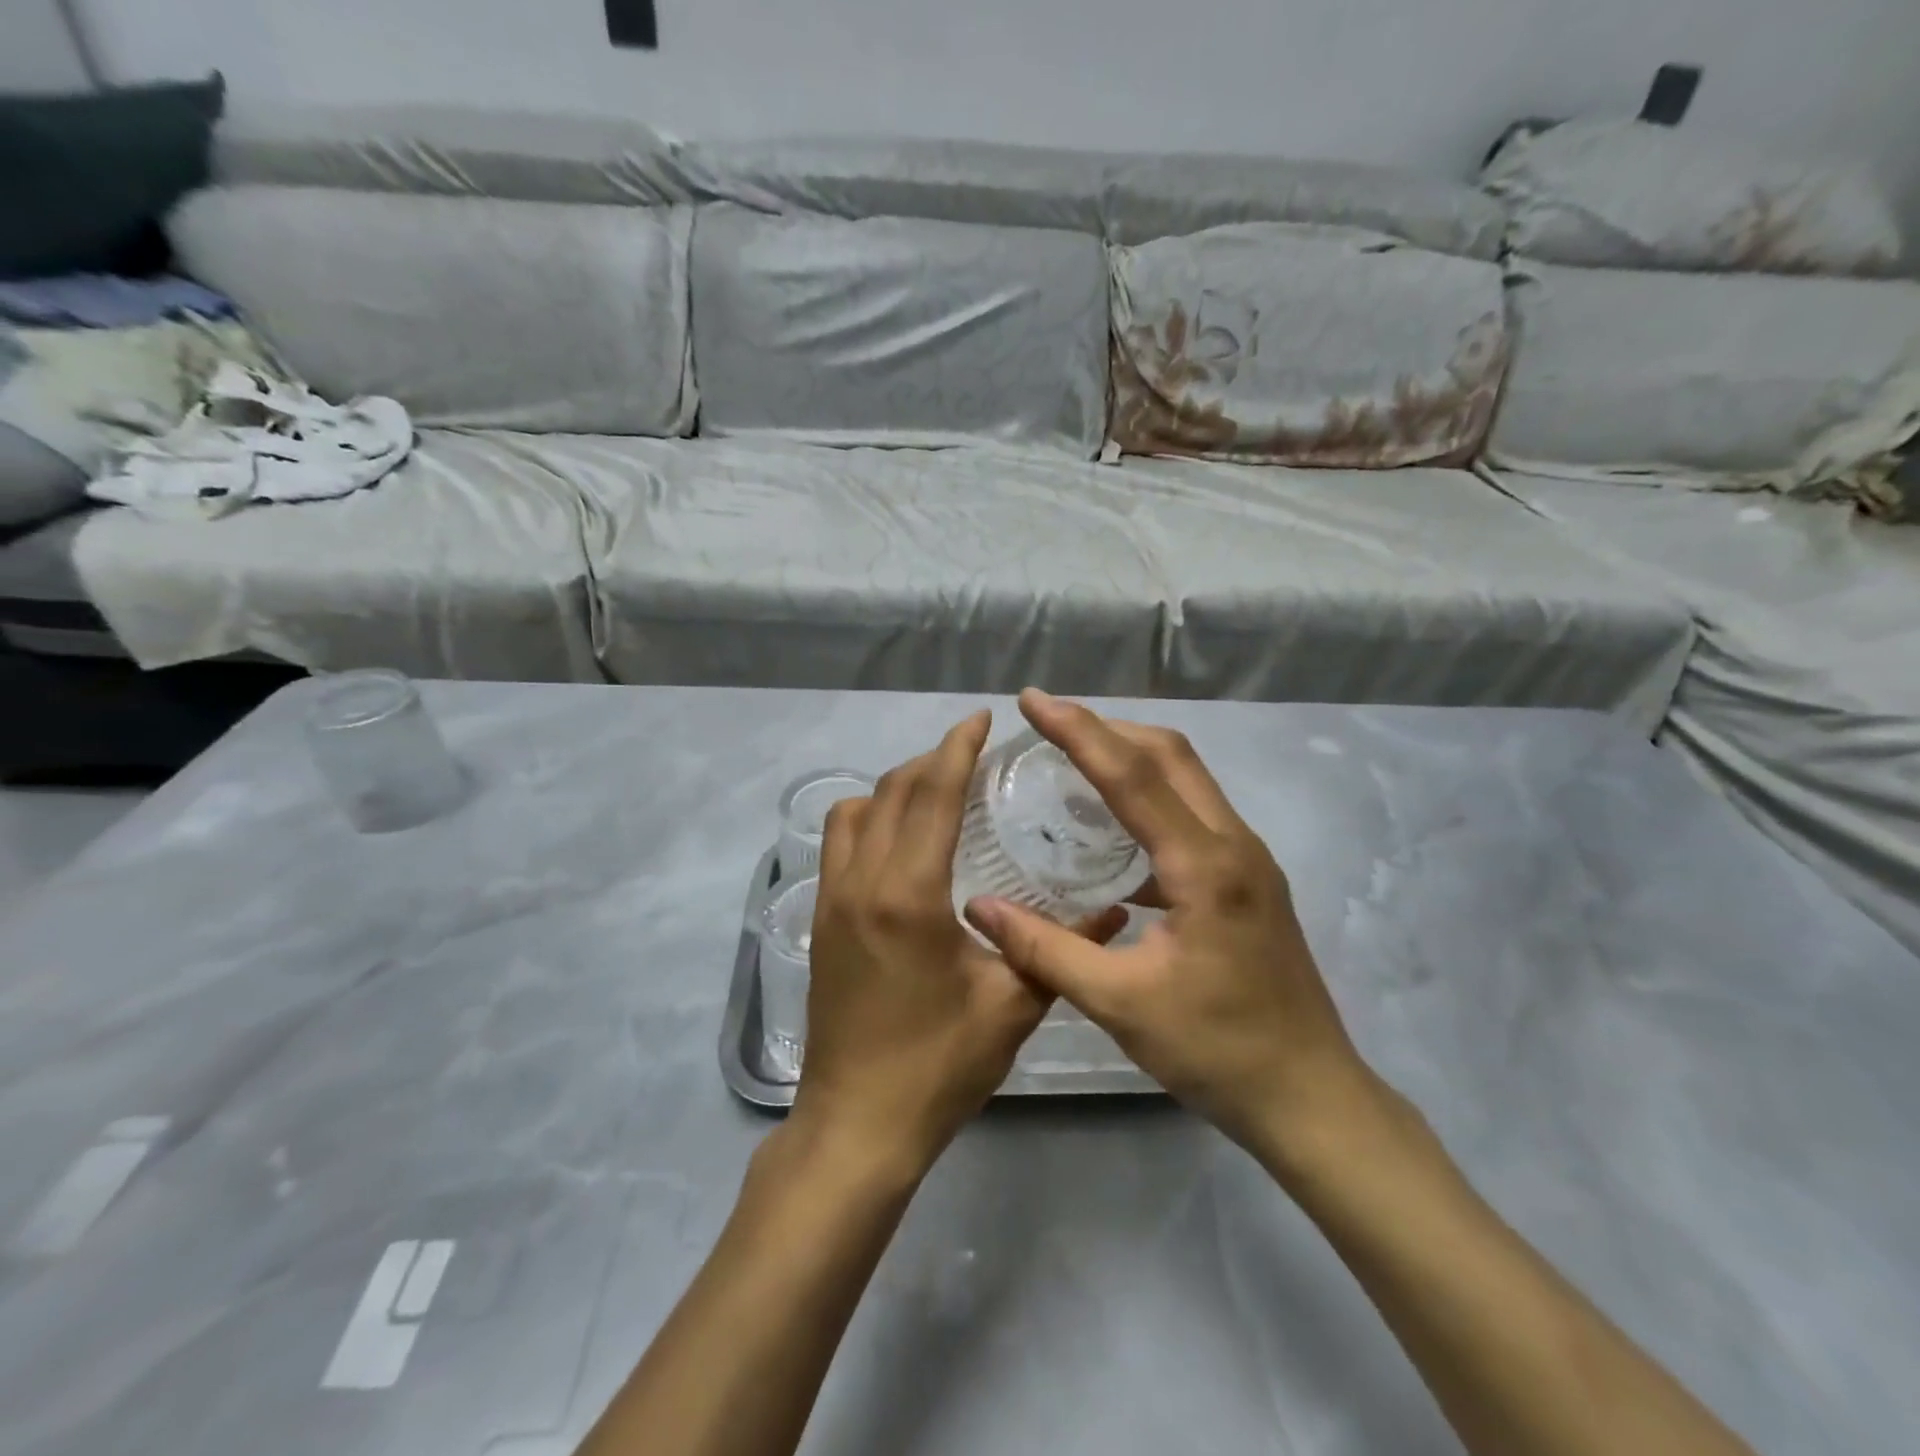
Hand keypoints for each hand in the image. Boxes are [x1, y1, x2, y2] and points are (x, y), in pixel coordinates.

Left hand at [794, 711, 1121, 1175]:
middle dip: (932, 759)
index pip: (932, 793)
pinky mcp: (820, 919)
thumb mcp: (1013, 1005)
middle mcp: (861, 881)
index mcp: (909, 893)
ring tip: (937, 792)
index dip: (957, 747)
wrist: (858, 1122)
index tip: (980, 719)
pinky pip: (837, 841)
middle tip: (972, 753)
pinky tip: (902, 841)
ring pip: (855, 810)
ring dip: (895, 787)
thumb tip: (1114, 911)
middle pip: (892, 790)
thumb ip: (1060, 947)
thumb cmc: (939, 1064)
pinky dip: (868, 817)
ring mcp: (831, 898)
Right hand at [965, 691, 1379, 1161]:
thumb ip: (1044, 950)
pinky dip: (1150, 799)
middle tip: (1049, 722)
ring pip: (1187, 778)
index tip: (1032, 700)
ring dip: (1131, 757)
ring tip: (1074, 760)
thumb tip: (978, 907)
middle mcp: (1234, 844)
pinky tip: (1112, 833)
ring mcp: (1249, 860)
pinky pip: (1193, 814)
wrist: (1310, 1096)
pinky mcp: (1249, 880)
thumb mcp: (1120, 1003)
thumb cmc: (1216, 1051)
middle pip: (1170, 755)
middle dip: (1107, 727)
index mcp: (1205, 866)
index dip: (1078, 731)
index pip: (1133, 775)